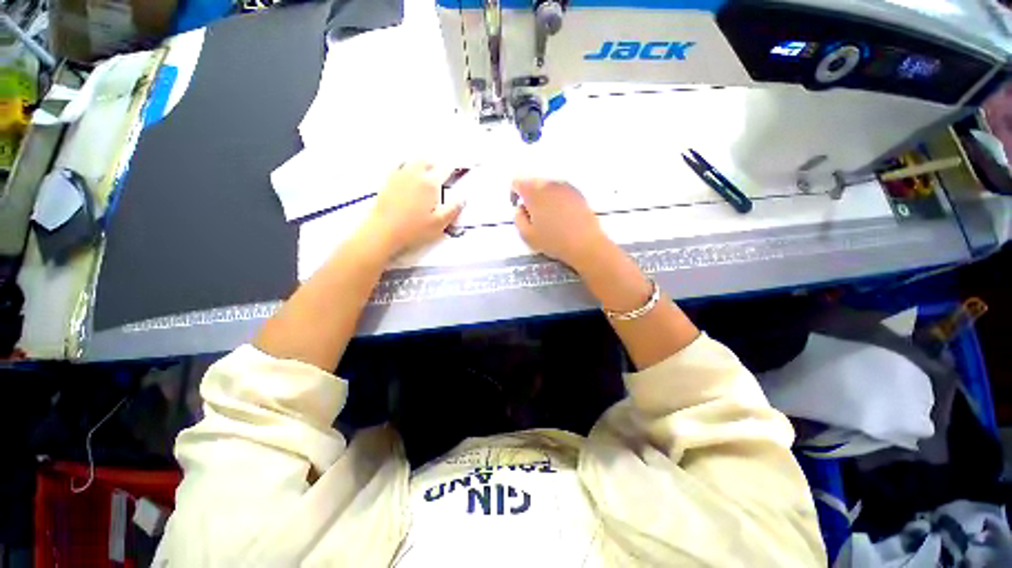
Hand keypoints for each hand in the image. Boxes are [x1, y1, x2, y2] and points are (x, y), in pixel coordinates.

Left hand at [362, 162, 463, 255]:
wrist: (383, 231)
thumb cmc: (412, 229)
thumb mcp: (439, 223)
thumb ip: (453, 209)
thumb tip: (462, 199)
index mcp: (429, 184)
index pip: (445, 170)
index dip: (453, 167)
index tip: (457, 166)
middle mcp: (414, 176)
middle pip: (426, 160)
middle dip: (434, 162)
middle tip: (439, 167)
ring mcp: (399, 177)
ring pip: (412, 162)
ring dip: (420, 163)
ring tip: (425, 168)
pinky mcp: (387, 182)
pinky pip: (399, 168)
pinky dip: (406, 168)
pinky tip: (407, 176)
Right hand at [512, 179, 611, 269]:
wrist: (585, 244)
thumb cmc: (554, 241)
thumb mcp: (527, 235)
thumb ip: (517, 218)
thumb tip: (520, 210)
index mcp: (534, 191)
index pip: (517, 182)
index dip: (514, 194)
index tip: (518, 207)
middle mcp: (550, 183)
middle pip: (533, 182)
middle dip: (529, 196)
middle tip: (532, 215)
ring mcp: (566, 186)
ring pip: (548, 186)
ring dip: (543, 197)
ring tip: (547, 218)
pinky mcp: (578, 193)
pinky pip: (561, 191)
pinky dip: (556, 199)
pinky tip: (560, 217)